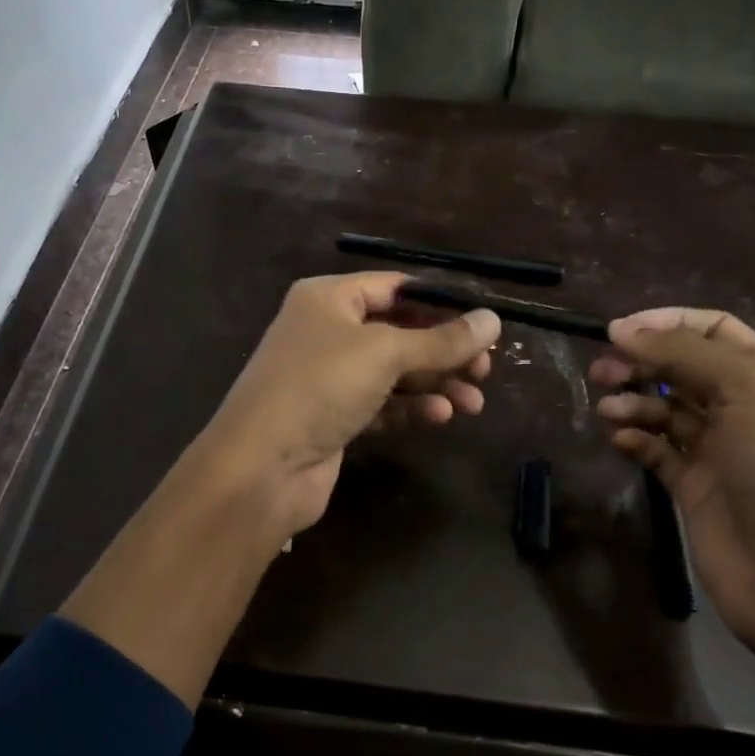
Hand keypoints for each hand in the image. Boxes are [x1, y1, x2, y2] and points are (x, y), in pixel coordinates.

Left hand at [194, 272, 500, 548]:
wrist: (261, 467)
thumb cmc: (320, 387)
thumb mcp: (384, 353)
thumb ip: (441, 340)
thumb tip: (493, 320)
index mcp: (328, 298)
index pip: (394, 288)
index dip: (440, 303)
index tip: (483, 322)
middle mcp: (327, 331)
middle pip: (399, 331)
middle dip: (443, 350)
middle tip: (485, 369)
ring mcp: (329, 376)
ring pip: (394, 371)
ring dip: (435, 383)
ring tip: (473, 402)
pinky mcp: (335, 416)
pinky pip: (383, 403)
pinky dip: (412, 408)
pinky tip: (441, 416)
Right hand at [592, 308, 754, 715]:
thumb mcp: (747, 390)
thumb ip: (682, 352)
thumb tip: (620, 328)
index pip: (711, 329)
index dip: (665, 322)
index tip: (618, 330)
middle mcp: (742, 406)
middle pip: (679, 366)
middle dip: (640, 361)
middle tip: (601, 370)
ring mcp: (716, 448)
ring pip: (662, 407)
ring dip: (632, 400)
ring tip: (607, 410)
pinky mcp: (692, 485)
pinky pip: (654, 448)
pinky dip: (634, 437)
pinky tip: (619, 439)